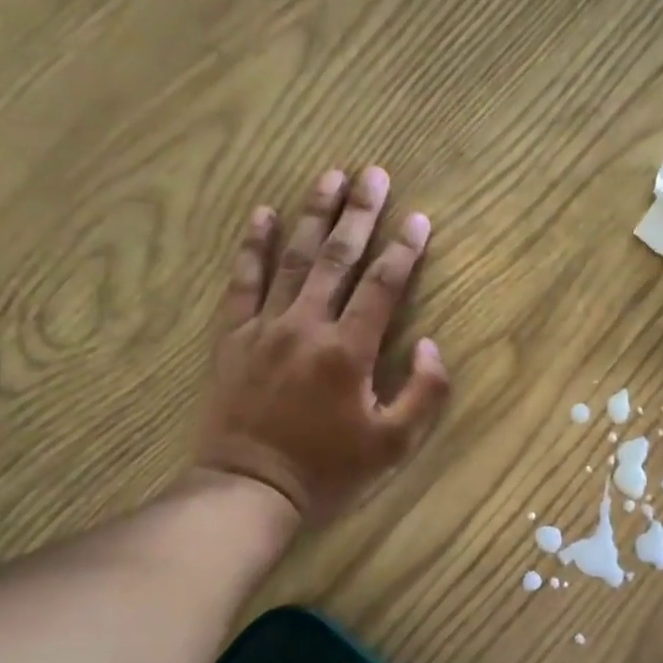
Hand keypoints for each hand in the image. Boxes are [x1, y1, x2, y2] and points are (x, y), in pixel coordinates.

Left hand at [196, 166, 450, 522]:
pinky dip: (251, 246)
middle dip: (360, 213)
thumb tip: (430, 345)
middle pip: (337, 258)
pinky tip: (260, 215)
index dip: (404, 250)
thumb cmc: (327, 471)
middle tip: (374, 173)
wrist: (249, 489)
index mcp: (348, 351)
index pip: (383, 286)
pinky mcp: (232, 337)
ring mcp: (264, 327)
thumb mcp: (393, 445)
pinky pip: (242, 281)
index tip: (419, 217)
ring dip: (312, 214)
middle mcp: (307, 326)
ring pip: (292, 258)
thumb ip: (424, 393)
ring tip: (329, 176)